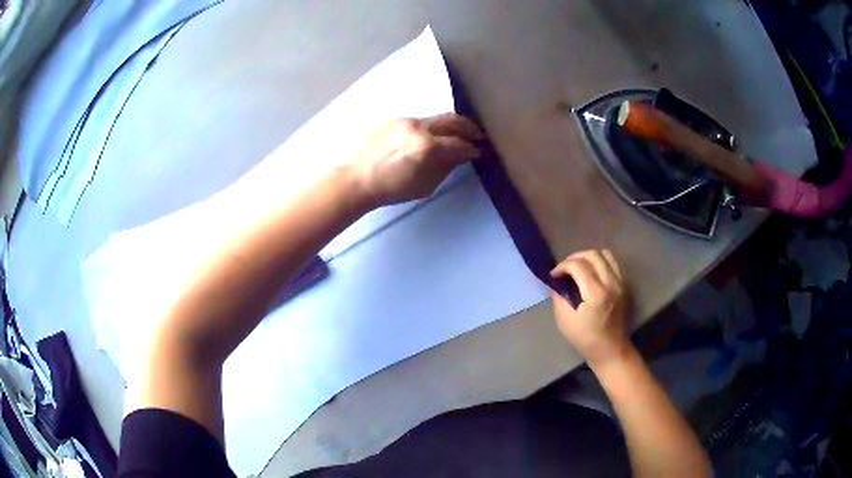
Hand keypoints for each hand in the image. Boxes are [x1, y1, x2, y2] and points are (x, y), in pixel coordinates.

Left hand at [350, 113, 483, 207]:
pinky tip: (436, 135)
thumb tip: (460, 155)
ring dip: (452, 125)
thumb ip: (446, 167)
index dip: (472, 148)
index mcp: (427, 146)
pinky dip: (435, 126)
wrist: (358, 179)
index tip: (480, 151)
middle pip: (452, 120)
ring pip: (437, 118)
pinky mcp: (397, 120)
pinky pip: (423, 121)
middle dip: (469, 127)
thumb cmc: (393, 189)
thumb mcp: (426, 185)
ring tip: (461, 133)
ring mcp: (407, 120)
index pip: (458, 144)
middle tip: (479, 135)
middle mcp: (419, 127)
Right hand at [550, 249, 631, 367]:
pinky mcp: (626, 285)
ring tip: (579, 267)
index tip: (554, 275)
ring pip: (606, 254)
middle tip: (565, 269)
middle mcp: (611, 284)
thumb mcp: (565, 321)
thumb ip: (558, 297)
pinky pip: (614, 263)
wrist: (611, 350)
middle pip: (593, 255)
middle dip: (575, 257)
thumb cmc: (586, 339)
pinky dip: (602, 261)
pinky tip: (593, 272)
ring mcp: (621, 283)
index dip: (562, 266)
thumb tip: (552, 282)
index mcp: (596, 294)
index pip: (578, 266)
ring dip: (589, 256)